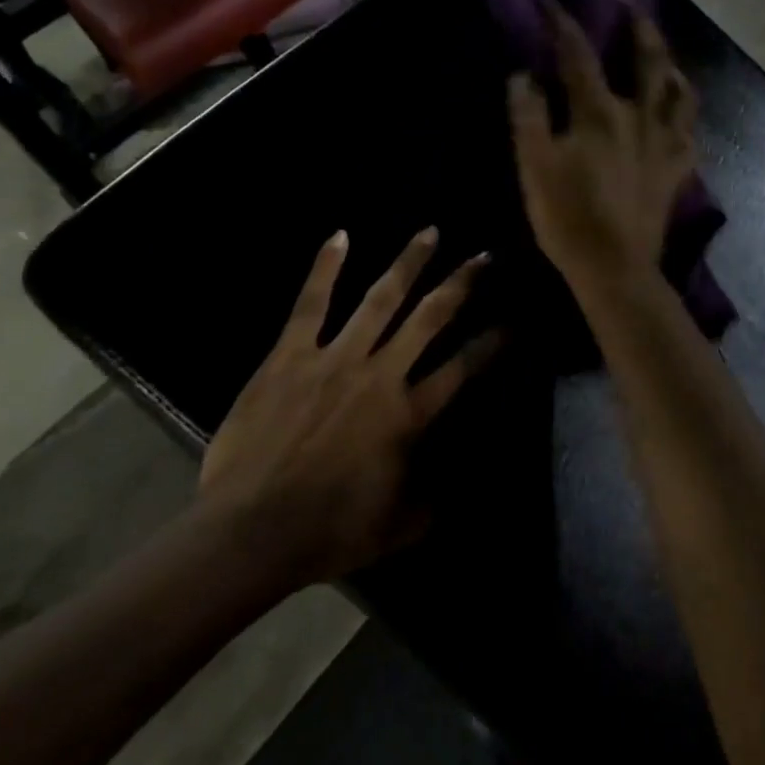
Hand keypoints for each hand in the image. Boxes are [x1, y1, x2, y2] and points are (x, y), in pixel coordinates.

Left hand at [200, 227, 498, 583]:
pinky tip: (340, 236)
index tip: (511, 322)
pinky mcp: (291, 355)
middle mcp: (381, 375)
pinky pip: (312, 304)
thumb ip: (433, 496)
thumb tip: (453, 481)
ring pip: (380, 300)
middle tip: (483, 255)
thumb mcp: (400, 525)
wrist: (252, 529)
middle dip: (461, 284)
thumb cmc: (330, 531)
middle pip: (430, 318)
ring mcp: (335, 359)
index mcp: (409, 415)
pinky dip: (326, 268)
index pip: (463, 367)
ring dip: (408, 263)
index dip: (491, 343)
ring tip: (429, 232)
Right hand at [507, 0, 698, 296]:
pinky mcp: (676, 170)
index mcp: (598, 112)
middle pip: (646, 58)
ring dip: (670, 62)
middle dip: (637, 23)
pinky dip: (684, 114)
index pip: (577, 51)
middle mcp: (639, 116)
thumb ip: (528, 116)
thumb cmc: (567, 217)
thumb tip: (523, 75)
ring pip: (678, 90)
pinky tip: (677, 110)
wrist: (613, 267)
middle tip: (628, 0)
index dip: (559, 18)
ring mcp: (663, 143)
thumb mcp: (534, 166)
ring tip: (662, 52)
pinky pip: (689, 132)